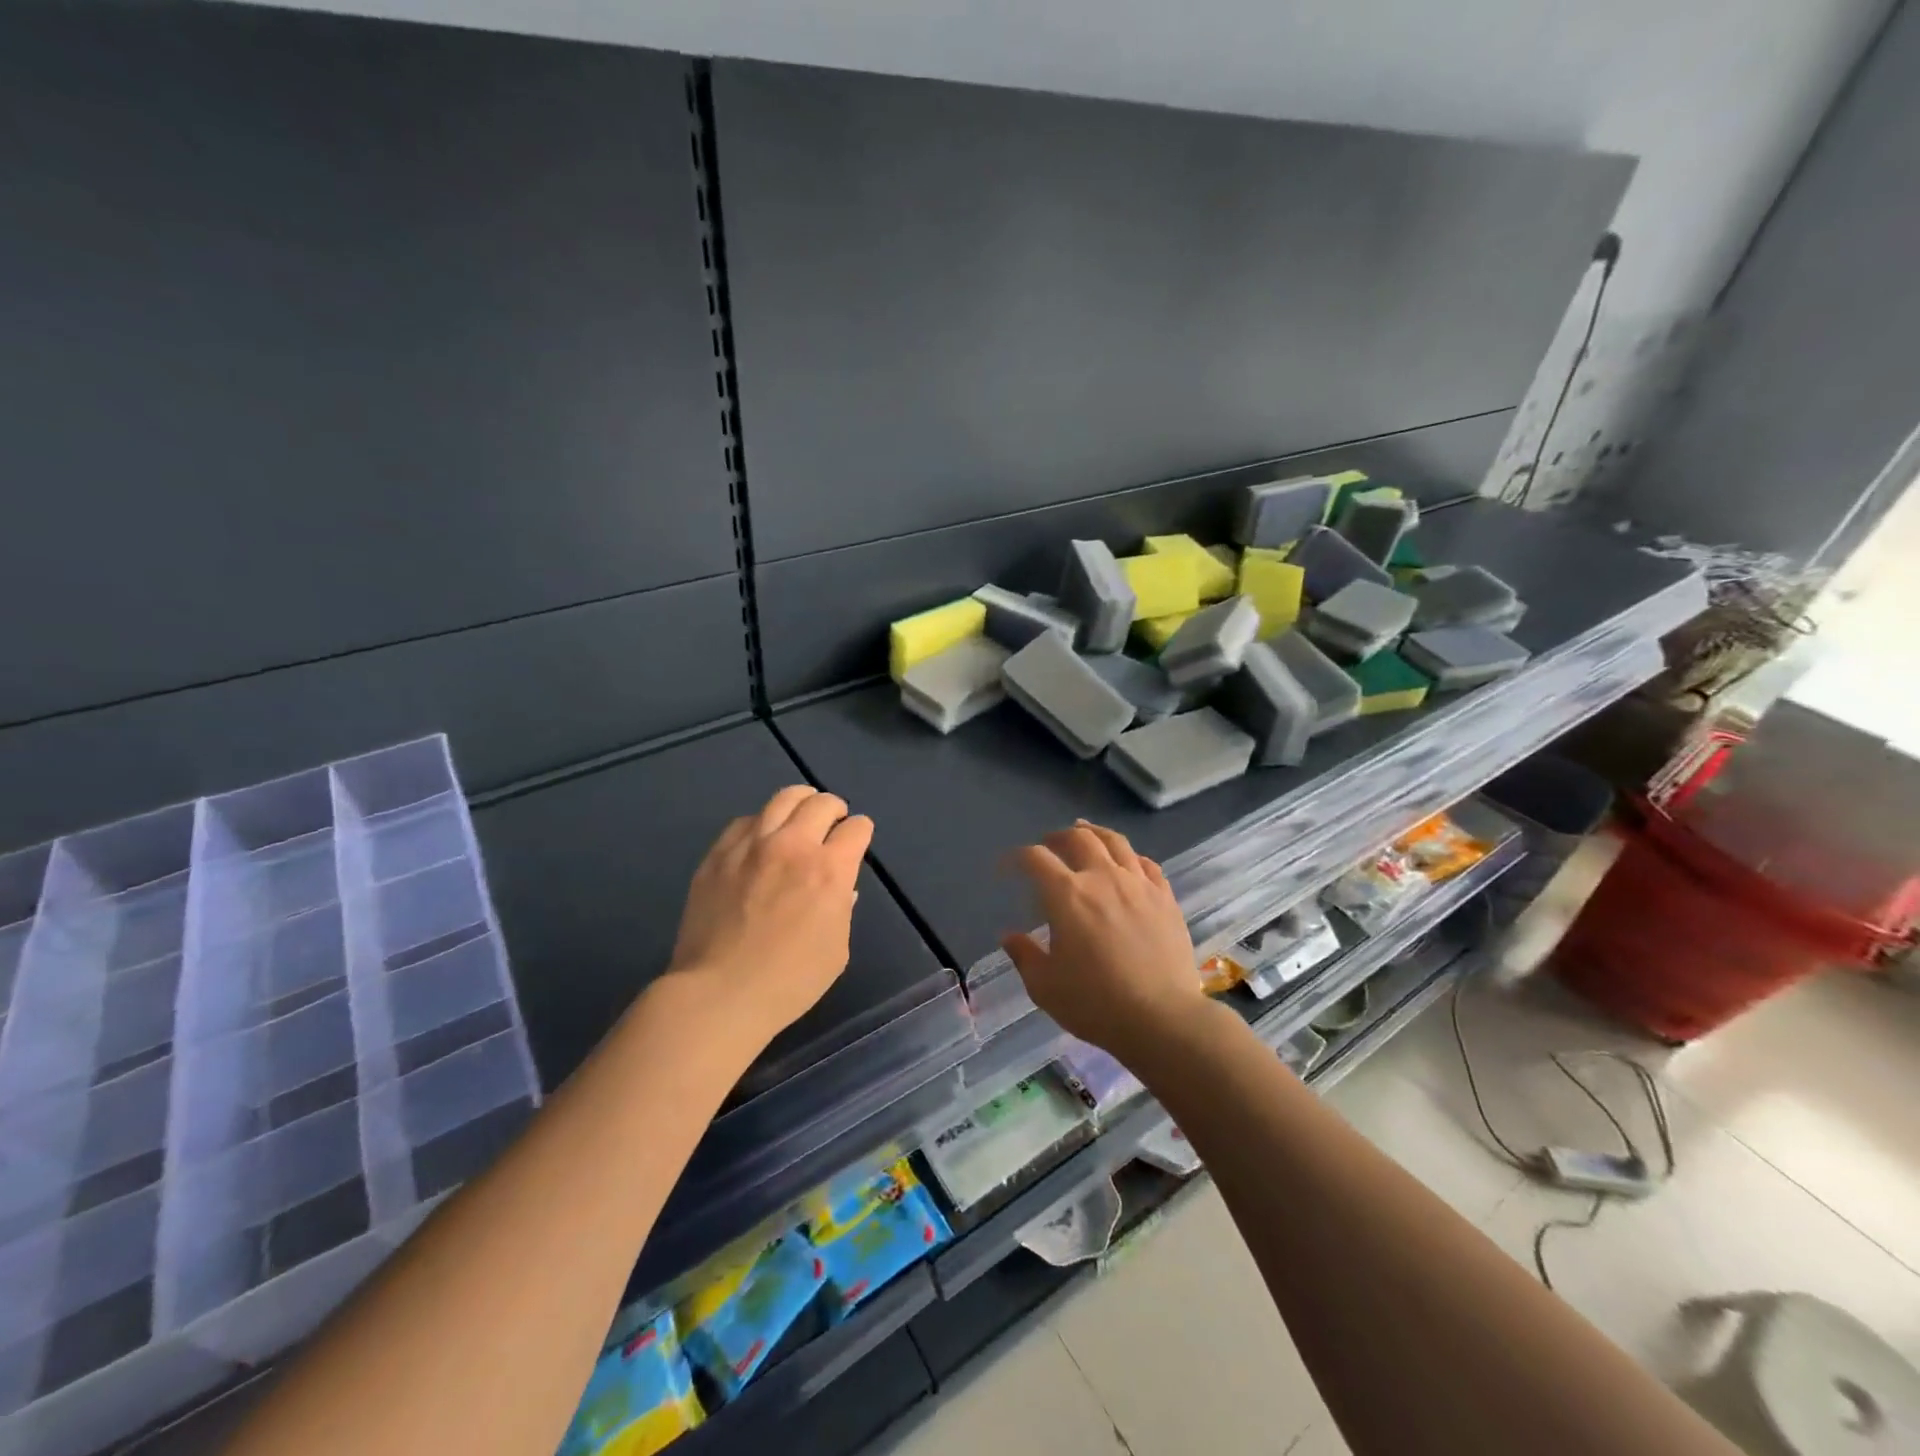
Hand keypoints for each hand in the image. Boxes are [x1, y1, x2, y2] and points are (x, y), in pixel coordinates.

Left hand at [668, 785, 873, 1047]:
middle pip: (822, 803)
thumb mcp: (837, 950)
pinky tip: (760, 839)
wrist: (719, 994)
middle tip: (833, 823)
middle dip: (835, 809)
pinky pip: (745, 821)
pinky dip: (761, 823)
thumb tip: (840, 889)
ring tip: (801, 815)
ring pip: (783, 798)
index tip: (856, 840)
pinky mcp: (719, 854)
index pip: (856, 828)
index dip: (860, 832)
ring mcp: (751, 845)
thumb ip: (842, 910)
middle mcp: (793, 845)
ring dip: (801, 802)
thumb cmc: (789, 982)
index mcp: (830, 870)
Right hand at [1002, 821, 1206, 1064]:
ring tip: (1085, 834)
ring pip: (1115, 841)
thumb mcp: (1045, 987)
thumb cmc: (1096, 1004)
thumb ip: (1024, 956)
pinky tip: (1126, 863)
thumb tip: (1009, 936)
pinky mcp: (1165, 897)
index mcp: (1067, 895)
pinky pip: (1147, 864)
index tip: (1008, 867)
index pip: (1036, 859)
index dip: (1017, 858)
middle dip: (1056, 837)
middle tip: (1048, 845)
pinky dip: (1130, 857)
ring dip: (1094, 833)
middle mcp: (1102, 878)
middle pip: (1078, 838)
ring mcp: (1138, 884)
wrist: (1162, 1019)